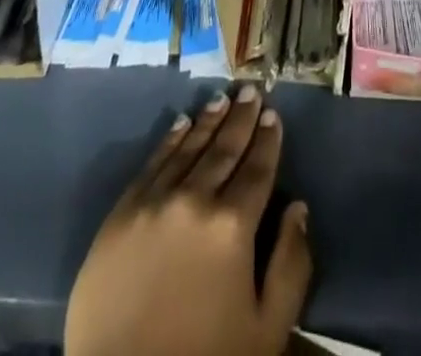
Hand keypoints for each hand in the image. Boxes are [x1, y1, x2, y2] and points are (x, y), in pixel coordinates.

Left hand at [65, 85, 312, 355]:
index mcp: (232, 226)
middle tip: (252, 90)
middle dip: (241, 118)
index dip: (268, 140)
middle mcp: (194, 199)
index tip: (274, 114)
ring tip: (223, 98)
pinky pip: (152, 164)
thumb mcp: (265, 331)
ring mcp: (154, 201)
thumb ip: (290, 267)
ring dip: (209, 121)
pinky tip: (182, 124)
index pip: (257, 169)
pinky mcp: (121, 212)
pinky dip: (171, 140)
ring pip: (189, 148)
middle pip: (224, 149)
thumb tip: (299, 209)